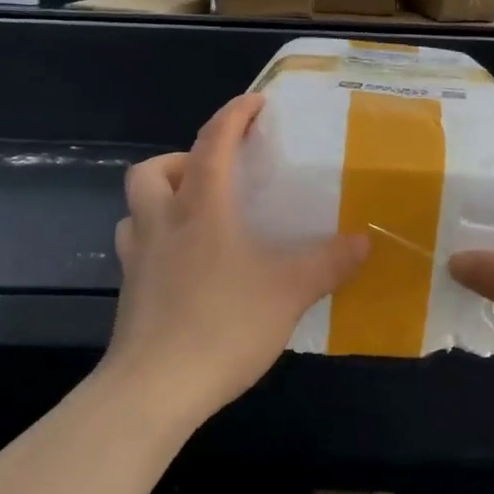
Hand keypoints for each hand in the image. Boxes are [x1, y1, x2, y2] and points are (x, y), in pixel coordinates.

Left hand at [105, 94, 369, 419]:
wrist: (154, 390)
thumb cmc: (223, 326)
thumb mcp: (289, 292)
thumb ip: (328, 263)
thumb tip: (364, 241)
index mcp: (201, 211)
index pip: (213, 144)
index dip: (234, 115)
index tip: (255, 103)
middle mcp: (162, 225)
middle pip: (153, 170)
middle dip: (182, 159)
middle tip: (216, 176)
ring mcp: (138, 260)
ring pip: (137, 209)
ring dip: (163, 200)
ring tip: (198, 218)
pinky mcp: (129, 294)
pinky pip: (137, 248)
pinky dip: (157, 242)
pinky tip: (185, 266)